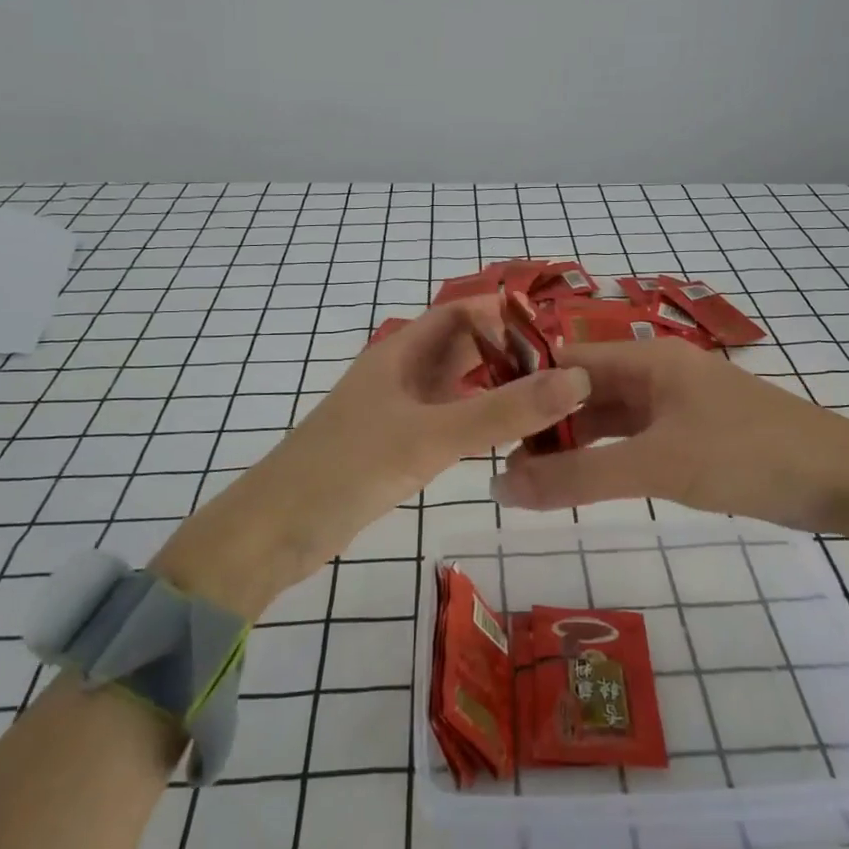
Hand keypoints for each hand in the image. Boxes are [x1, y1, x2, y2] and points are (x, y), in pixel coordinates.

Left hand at [153, 298, 589, 617]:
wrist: (272, 535)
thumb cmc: (346, 469)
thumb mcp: (429, 437)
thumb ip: (502, 411)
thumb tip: (576, 379)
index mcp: (399, 353)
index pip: (459, 314)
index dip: (503, 314)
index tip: (557, 331)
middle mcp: (400, 376)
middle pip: (462, 350)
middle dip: (508, 353)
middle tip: (567, 371)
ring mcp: (396, 414)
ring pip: (456, 389)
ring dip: (496, 390)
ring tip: (552, 403)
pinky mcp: (394, 450)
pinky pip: (447, 423)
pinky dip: (478, 424)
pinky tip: (509, 440)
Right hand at [489, 338, 848, 543]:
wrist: (845, 482)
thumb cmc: (748, 456)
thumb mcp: (658, 465)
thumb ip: (578, 478)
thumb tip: (500, 488)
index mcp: (649, 360)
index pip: (567, 361)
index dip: (525, 387)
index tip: (484, 421)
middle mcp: (657, 374)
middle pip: (584, 390)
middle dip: (544, 422)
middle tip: (500, 462)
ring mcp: (675, 407)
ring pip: (607, 419)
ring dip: (571, 444)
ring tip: (527, 479)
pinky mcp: (691, 437)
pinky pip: (632, 441)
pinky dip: (603, 459)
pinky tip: (578, 482)